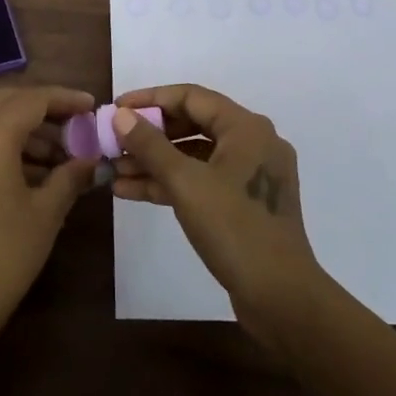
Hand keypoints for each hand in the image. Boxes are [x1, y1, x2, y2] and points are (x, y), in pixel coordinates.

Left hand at [0, 85, 98, 370]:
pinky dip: (6, 144)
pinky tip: (35, 170)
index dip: (65, 99)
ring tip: (63, 155)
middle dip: (44, 108)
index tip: (93, 107)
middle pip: (8, 101)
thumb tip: (92, 159)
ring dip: (26, 128)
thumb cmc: (1, 257)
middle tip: (77, 124)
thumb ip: (70, 176)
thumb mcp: (45, 214)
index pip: (33, 99)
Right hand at [112, 84, 326, 349]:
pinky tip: (131, 191)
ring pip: (194, 156)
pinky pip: (201, 180)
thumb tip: (120, 115)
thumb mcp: (185, 183)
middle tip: (113, 141)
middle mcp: (252, 143)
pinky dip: (170, 183)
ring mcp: (249, 175)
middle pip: (192, 124)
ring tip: (113, 170)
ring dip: (154, 162)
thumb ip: (150, 145)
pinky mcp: (243, 203)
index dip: (150, 99)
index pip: (191, 97)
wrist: (281, 298)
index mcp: (246, 127)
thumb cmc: (235, 229)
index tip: (116, 108)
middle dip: (149, 135)